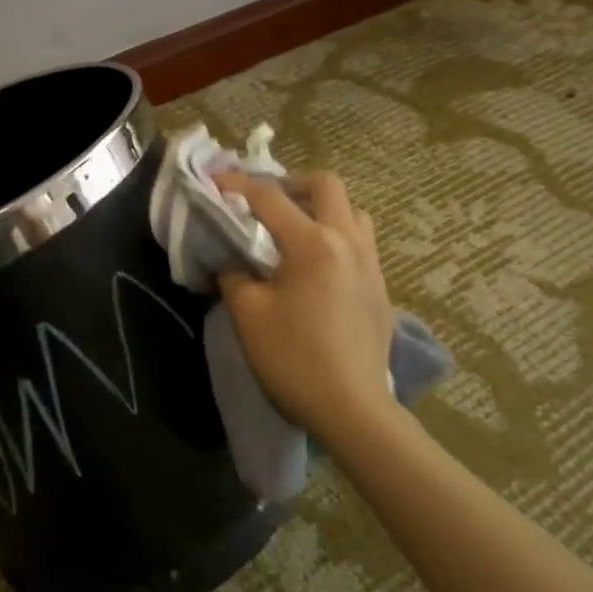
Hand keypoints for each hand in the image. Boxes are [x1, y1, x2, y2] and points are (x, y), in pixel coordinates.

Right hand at [213, 170, 394, 446]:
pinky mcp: (380, 286)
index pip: (269, 198)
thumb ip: (233, 273)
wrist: (351, 407)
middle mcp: (348, 241)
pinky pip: (358, 240)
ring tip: (290, 229)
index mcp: (312, 243)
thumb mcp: (247, 312)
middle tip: (261, 203)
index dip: (236, 186)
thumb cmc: (292, 358)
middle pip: (326, 185)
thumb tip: (230, 257)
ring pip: (350, 210)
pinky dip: (333, 234)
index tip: (212, 183)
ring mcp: (370, 262)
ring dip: (318, 208)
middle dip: (289, 184)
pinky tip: (312, 264)